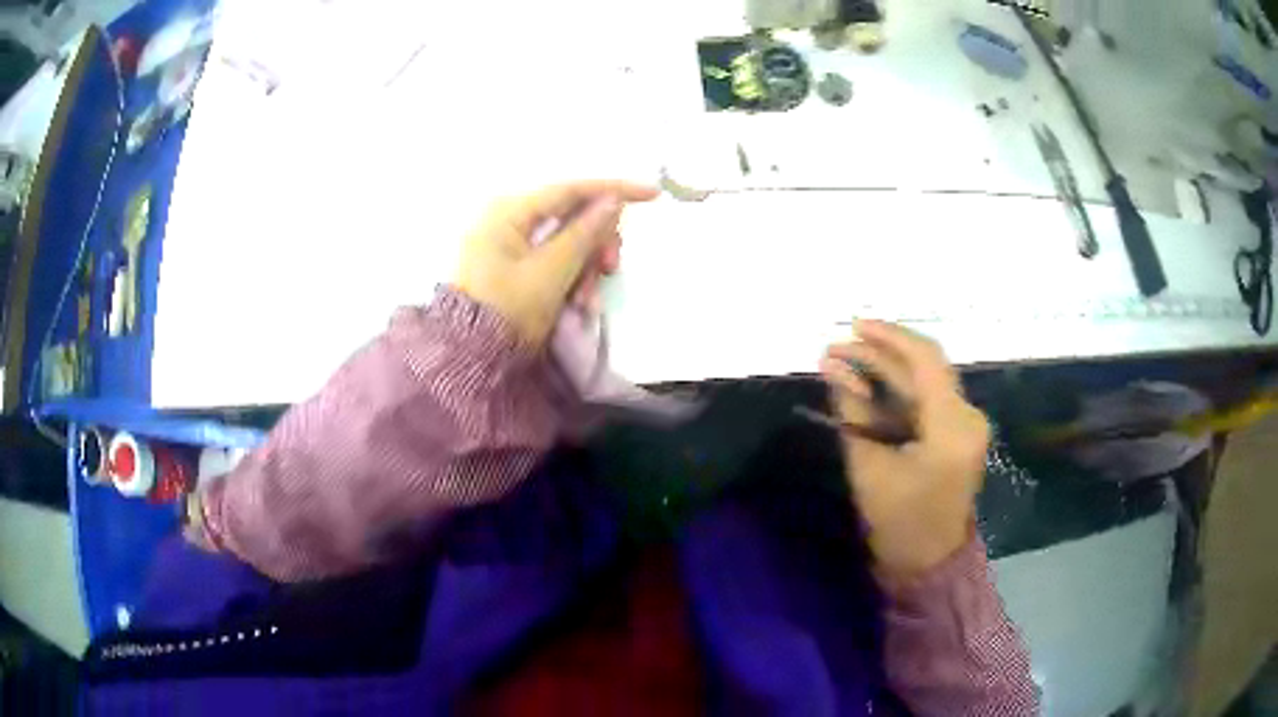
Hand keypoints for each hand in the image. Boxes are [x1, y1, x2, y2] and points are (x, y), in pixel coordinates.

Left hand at [455, 180, 658, 345]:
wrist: (472, 359)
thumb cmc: (508, 310)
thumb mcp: (552, 272)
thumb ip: (585, 232)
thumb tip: (613, 200)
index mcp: (510, 211)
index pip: (571, 189)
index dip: (614, 189)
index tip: (653, 194)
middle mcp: (509, 218)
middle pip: (572, 216)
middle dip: (597, 244)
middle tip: (611, 270)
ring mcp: (510, 241)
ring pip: (568, 240)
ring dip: (587, 268)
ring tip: (589, 302)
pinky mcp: (514, 263)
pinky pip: (554, 259)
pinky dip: (571, 278)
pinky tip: (580, 304)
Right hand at [820, 320, 989, 585]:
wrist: (929, 560)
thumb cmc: (898, 521)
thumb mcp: (868, 465)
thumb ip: (853, 411)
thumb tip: (834, 368)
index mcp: (952, 428)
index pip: (925, 361)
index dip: (889, 337)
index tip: (853, 326)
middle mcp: (968, 417)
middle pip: (925, 367)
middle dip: (879, 354)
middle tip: (836, 350)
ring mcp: (968, 424)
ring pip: (925, 381)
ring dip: (887, 371)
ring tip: (844, 364)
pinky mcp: (960, 432)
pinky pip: (928, 399)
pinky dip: (897, 391)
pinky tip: (867, 387)